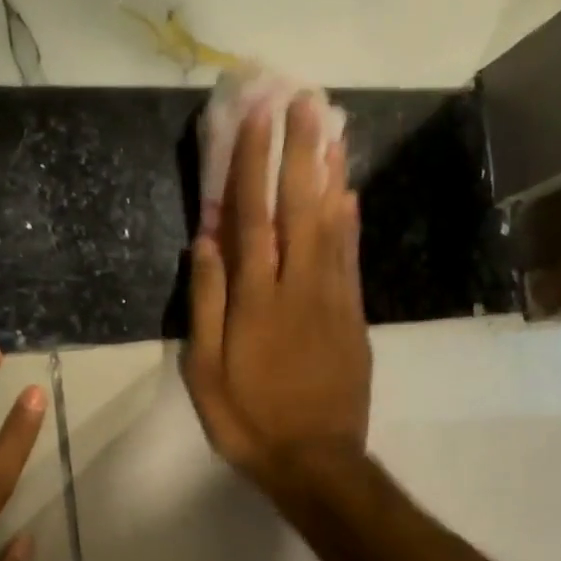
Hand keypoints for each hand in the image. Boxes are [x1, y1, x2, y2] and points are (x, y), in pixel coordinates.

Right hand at [185, 95, 370, 501]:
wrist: (315, 460)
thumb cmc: (249, 420)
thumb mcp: (206, 371)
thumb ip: (207, 303)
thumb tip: (206, 241)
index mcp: (256, 300)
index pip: (253, 217)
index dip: (253, 165)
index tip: (256, 118)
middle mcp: (299, 287)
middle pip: (301, 207)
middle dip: (300, 150)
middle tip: (304, 100)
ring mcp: (333, 300)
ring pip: (333, 224)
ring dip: (331, 172)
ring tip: (332, 128)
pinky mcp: (354, 317)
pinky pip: (351, 258)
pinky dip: (350, 220)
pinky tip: (349, 193)